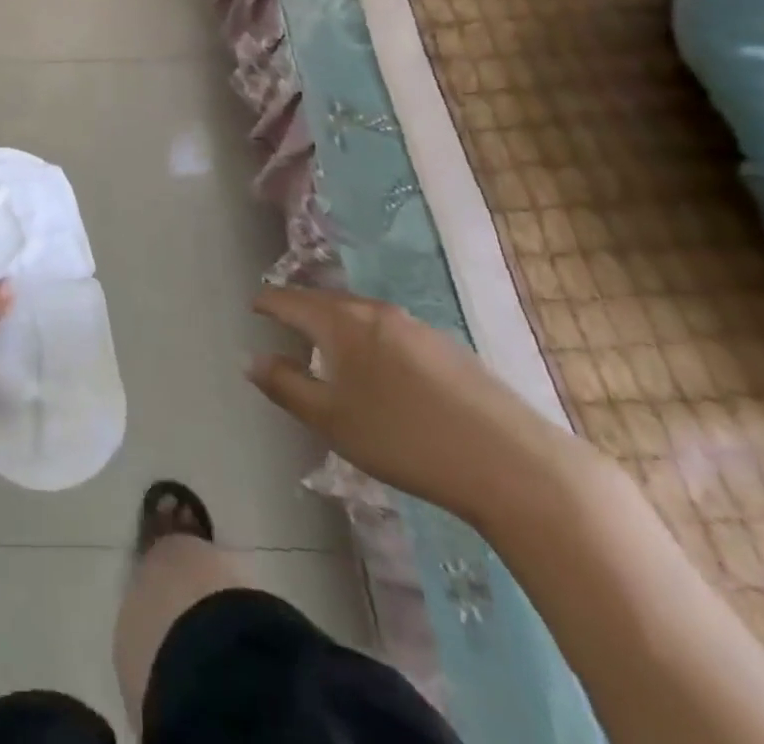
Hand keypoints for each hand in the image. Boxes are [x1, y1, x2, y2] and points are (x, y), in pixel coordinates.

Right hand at [248, 288, 580, 526]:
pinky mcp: (447, 348)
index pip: (290, 300)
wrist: (512, 463)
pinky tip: (379, 370)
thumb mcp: (332, 420)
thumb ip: (286, 386)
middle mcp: (376, 312)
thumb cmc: (404, 439)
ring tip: (327, 345)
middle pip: (326, 301)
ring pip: (361, 314)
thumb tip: (251, 359)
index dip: (267, 302)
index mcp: (342, 322)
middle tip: (283, 322)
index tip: (252, 305)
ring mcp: (416, 327)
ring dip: (337, 324)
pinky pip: (390, 331)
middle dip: (301, 309)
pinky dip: (369, 339)